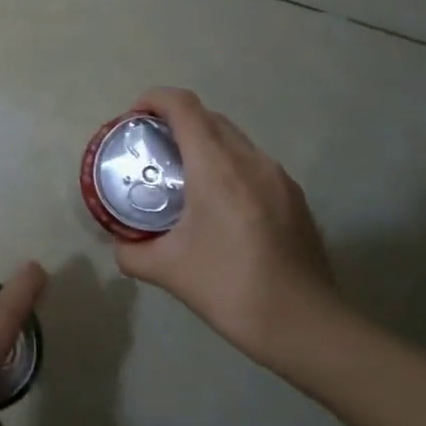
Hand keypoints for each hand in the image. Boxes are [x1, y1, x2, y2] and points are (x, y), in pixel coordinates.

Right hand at [112, 88, 342, 358]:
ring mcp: (279, 177)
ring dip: (204, 143)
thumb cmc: (230, 289)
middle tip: (150, 149)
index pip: (183, 106)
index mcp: (217, 167)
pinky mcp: (294, 197)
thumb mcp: (167, 271)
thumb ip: (132, 252)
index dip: (154, 99)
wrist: (305, 325)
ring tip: (181, 175)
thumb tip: (119, 245)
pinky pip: (253, 164)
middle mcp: (251, 161)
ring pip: (234, 139)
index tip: (132, 117)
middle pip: (209, 117)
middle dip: (175, 121)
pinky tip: (217, 205)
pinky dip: (227, 165)